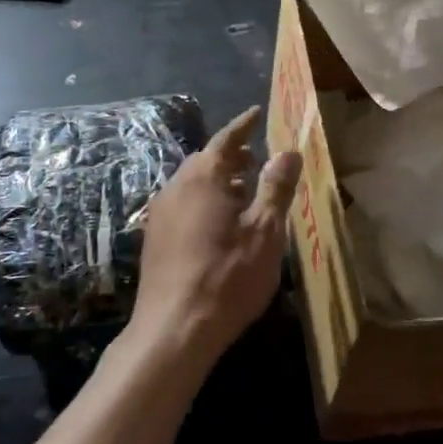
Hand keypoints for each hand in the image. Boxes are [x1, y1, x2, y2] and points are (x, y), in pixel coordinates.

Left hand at [130, 107, 302, 366]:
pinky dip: (205, 202)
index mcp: (202, 178)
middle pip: (206, 161)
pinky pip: (183, 205)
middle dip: (232, 156)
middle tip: (257, 157)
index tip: (256, 114)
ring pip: (192, 184)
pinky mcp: (154, 239)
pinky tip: (220, 225)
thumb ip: (276, 187)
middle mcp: (175, 187)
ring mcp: (160, 214)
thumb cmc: (227, 276)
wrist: (174, 329)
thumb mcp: (265, 231)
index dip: (243, 126)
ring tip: (245, 193)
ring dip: (219, 181)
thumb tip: (287, 152)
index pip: (226, 139)